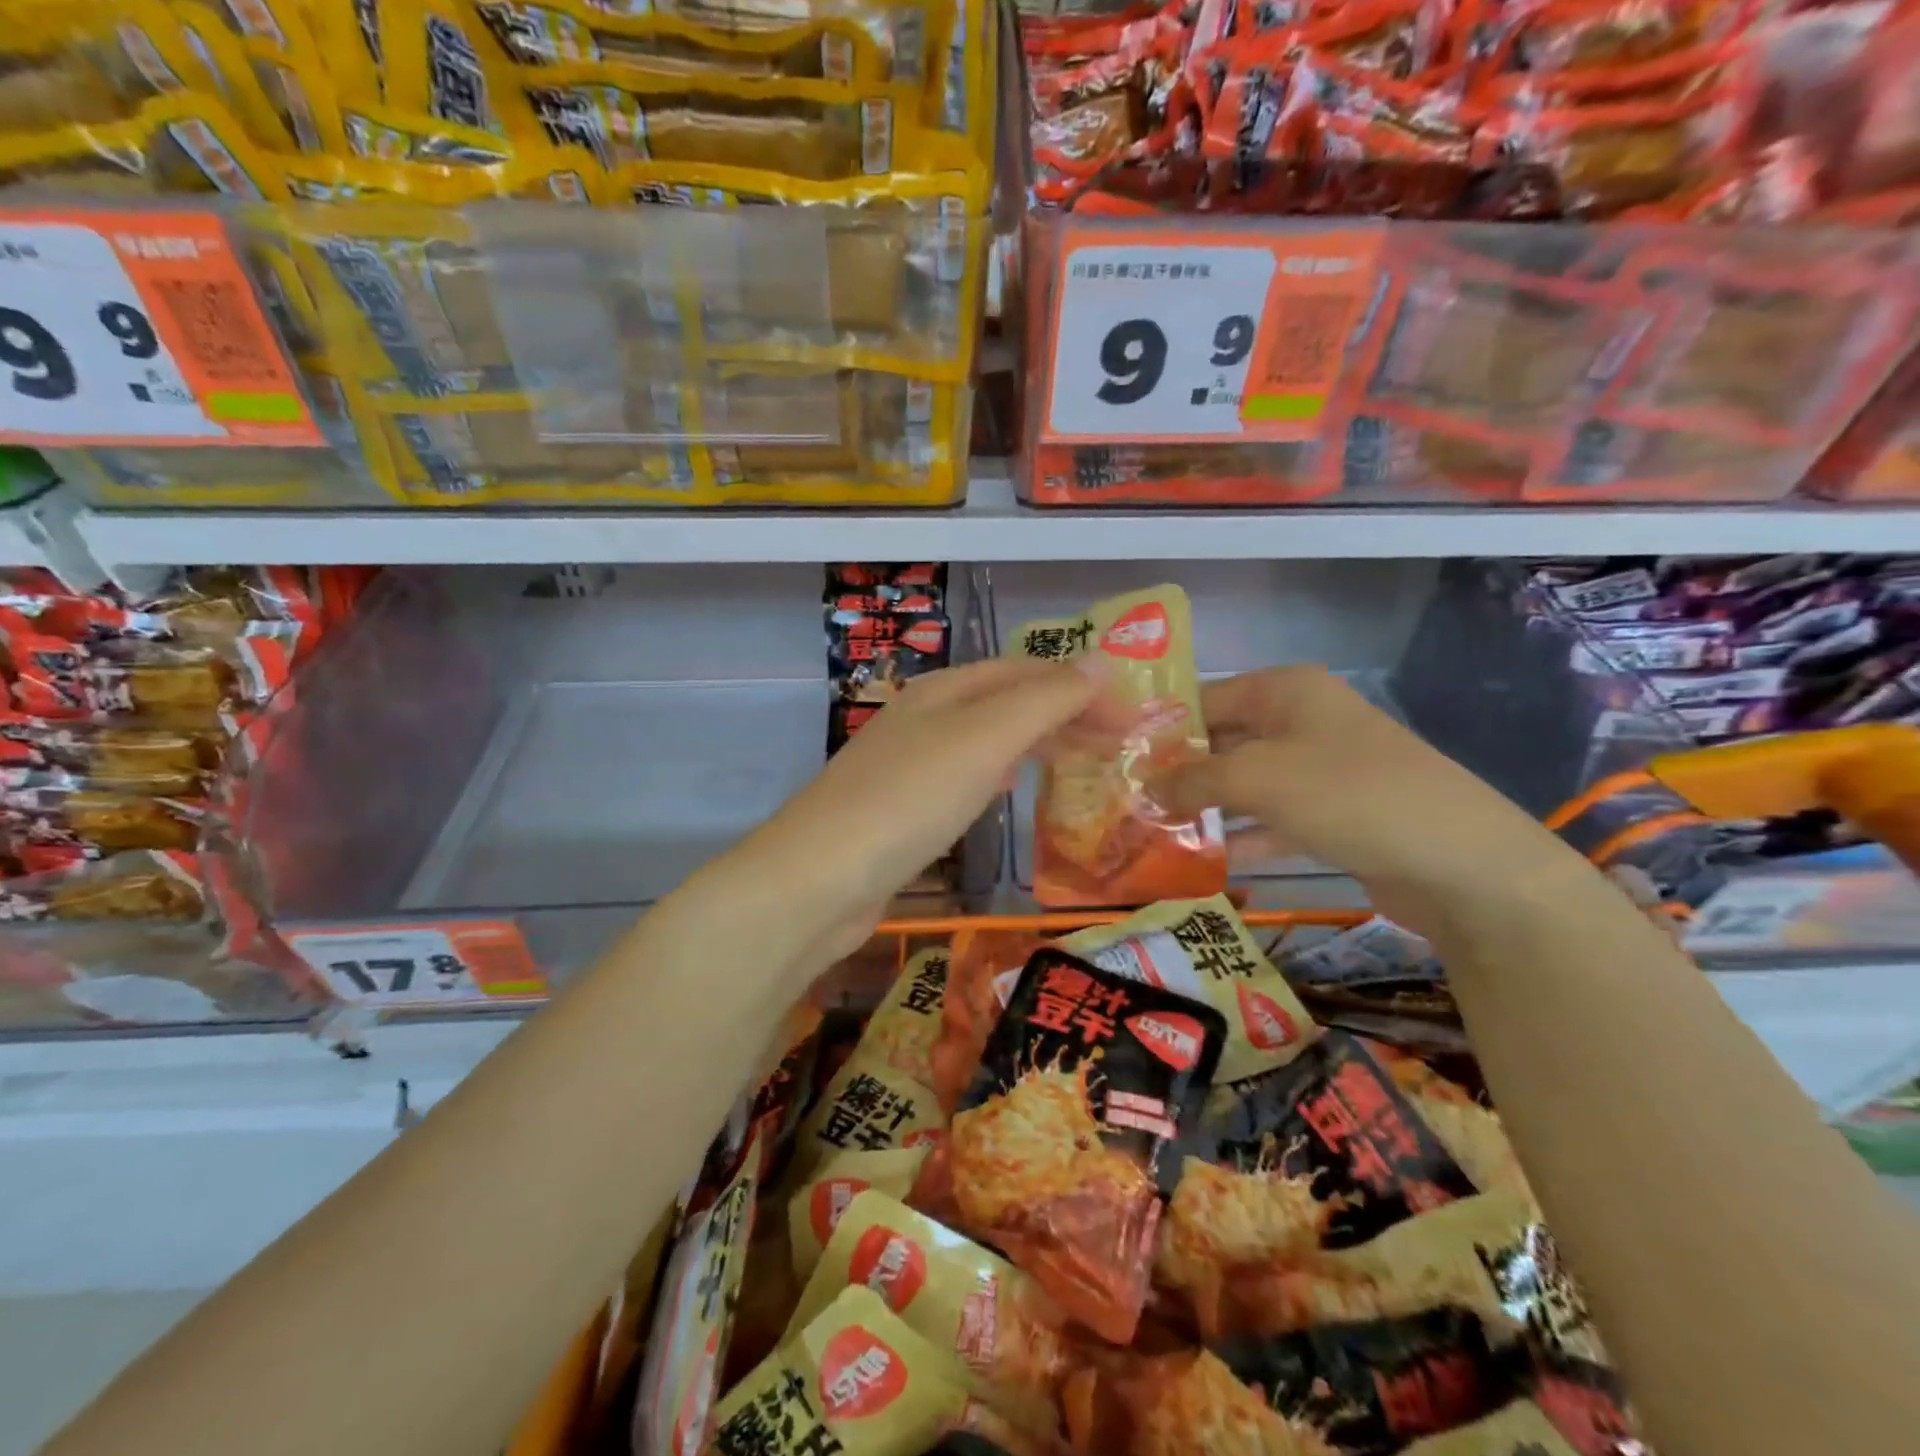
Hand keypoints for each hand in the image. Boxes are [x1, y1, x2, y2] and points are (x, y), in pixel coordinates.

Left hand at [731, 657, 1106, 945]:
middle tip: (1119, 743)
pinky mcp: (900, 810)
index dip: (1081, 687)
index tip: (1132, 719)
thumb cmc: (909, 799)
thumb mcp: (984, 739)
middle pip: (1006, 702)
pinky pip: (964, 777)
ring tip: (1078, 758)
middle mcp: (924, 718)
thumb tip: (1101, 659)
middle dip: (1064, 714)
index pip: (1025, 672)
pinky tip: (1008, 789)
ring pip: (986, 739)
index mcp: (943, 691)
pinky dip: (999, 774)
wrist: (819, 879)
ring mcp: (908, 765)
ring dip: (1034, 741)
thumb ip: (1045, 699)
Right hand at [1153, 666, 1584, 932]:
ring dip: (1206, 807)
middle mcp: (1301, 720)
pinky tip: (1205, 860)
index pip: (1203, 699)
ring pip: (1245, 783)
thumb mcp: (1256, 778)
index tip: (1116, 761)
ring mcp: (1320, 769)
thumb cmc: (1347, 794)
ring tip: (1152, 831)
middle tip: (1127, 801)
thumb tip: (1143, 787)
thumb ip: (1191, 779)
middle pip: (1223, 741)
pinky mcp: (1333, 814)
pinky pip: (1273, 818)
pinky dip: (1243, 835)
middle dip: (1178, 772)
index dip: (1160, 729)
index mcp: (1284, 691)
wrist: (1460, 862)